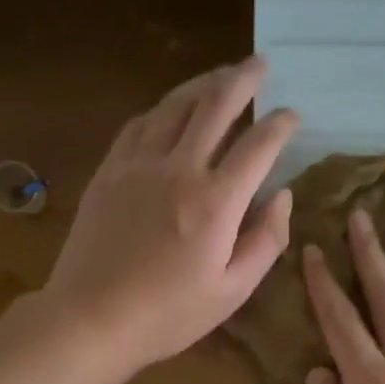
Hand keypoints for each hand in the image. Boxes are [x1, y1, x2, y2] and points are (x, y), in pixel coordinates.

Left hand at [41, 56, 297, 372]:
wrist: (91, 318)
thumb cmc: (168, 314)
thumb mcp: (232, 291)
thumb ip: (266, 241)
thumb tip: (283, 197)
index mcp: (216, 202)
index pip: (258, 145)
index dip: (281, 124)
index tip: (293, 115)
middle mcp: (179, 169)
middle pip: (215, 105)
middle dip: (243, 79)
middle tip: (261, 64)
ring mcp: (138, 165)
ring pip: (174, 105)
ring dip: (202, 84)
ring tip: (221, 75)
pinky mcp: (109, 171)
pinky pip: (139, 124)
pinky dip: (163, 108)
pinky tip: (170, 108)